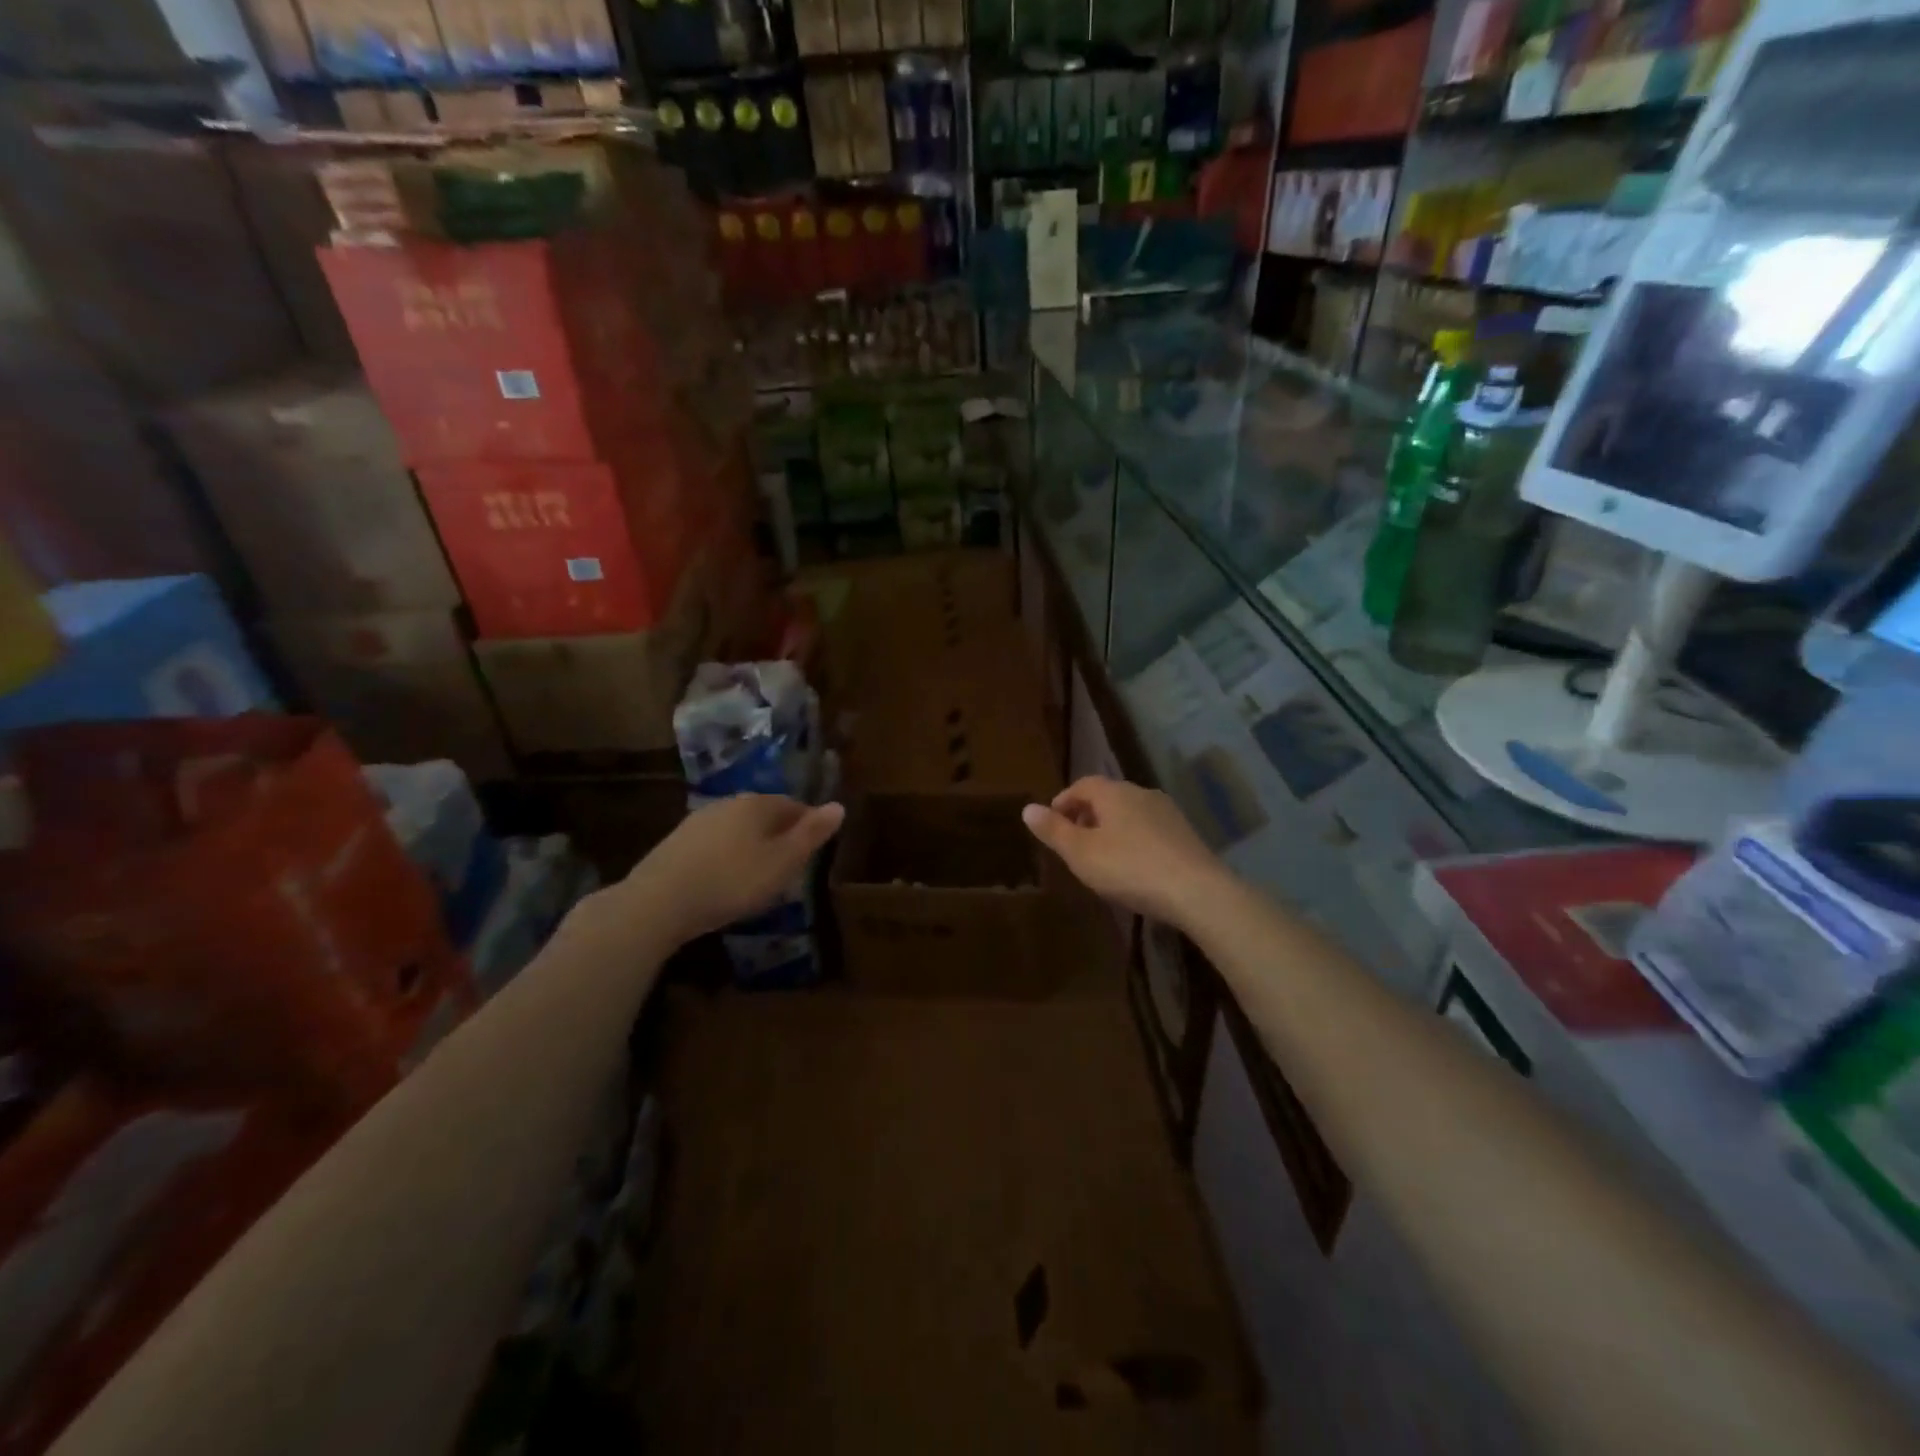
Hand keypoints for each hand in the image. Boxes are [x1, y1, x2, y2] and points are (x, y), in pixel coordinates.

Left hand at [617, 795, 845, 944]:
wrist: (660, 901)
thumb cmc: (733, 880)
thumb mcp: (783, 862)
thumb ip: (812, 834)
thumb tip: (839, 805)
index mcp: (758, 803)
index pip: (794, 805)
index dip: (808, 826)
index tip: (814, 852)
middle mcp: (729, 803)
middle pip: (765, 815)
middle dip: (780, 836)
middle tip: (789, 868)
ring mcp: (699, 821)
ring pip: (738, 829)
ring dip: (752, 847)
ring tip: (758, 877)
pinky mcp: (677, 843)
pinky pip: (716, 845)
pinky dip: (727, 857)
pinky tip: (725, 881)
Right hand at [1022, 777, 1227, 929]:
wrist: (1196, 891)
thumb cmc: (1129, 868)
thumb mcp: (1081, 853)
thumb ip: (1053, 830)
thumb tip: (1027, 808)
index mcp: (1114, 792)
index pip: (1082, 784)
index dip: (1063, 801)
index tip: (1052, 824)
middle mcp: (1141, 793)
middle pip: (1107, 797)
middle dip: (1087, 815)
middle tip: (1073, 843)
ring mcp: (1168, 813)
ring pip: (1130, 813)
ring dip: (1111, 828)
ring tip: (1101, 857)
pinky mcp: (1185, 834)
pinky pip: (1149, 830)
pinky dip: (1134, 841)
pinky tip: (1133, 867)